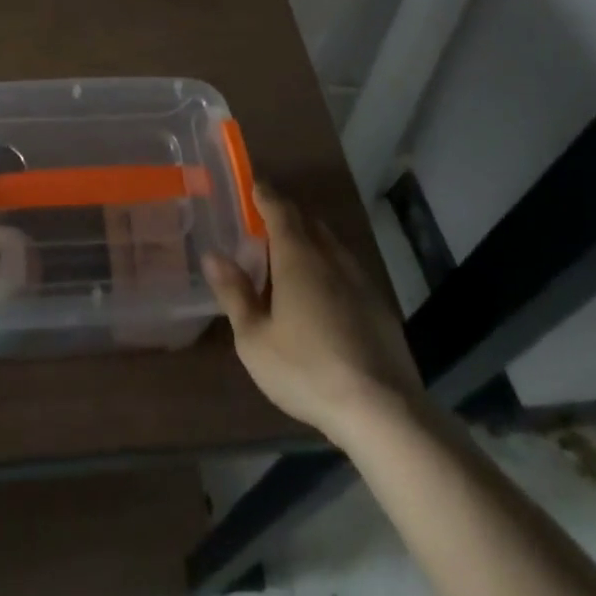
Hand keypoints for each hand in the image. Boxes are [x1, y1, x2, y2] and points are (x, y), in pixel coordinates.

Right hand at [203, 185, 421, 443]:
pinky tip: (323, 296)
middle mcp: (330, 257)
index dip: (264, 194)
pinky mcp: (379, 305)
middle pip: (307, 221)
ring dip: (309, 241)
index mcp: (297, 257)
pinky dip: (329, 268)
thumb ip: (234, 293)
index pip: (279, 209)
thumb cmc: (307, 370)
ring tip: (291, 259)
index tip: (252, 185)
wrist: (382, 410)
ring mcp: (360, 279)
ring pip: (330, 244)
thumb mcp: (255, 339)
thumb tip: (213, 256)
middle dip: (286, 216)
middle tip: (264, 226)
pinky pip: (347, 269)